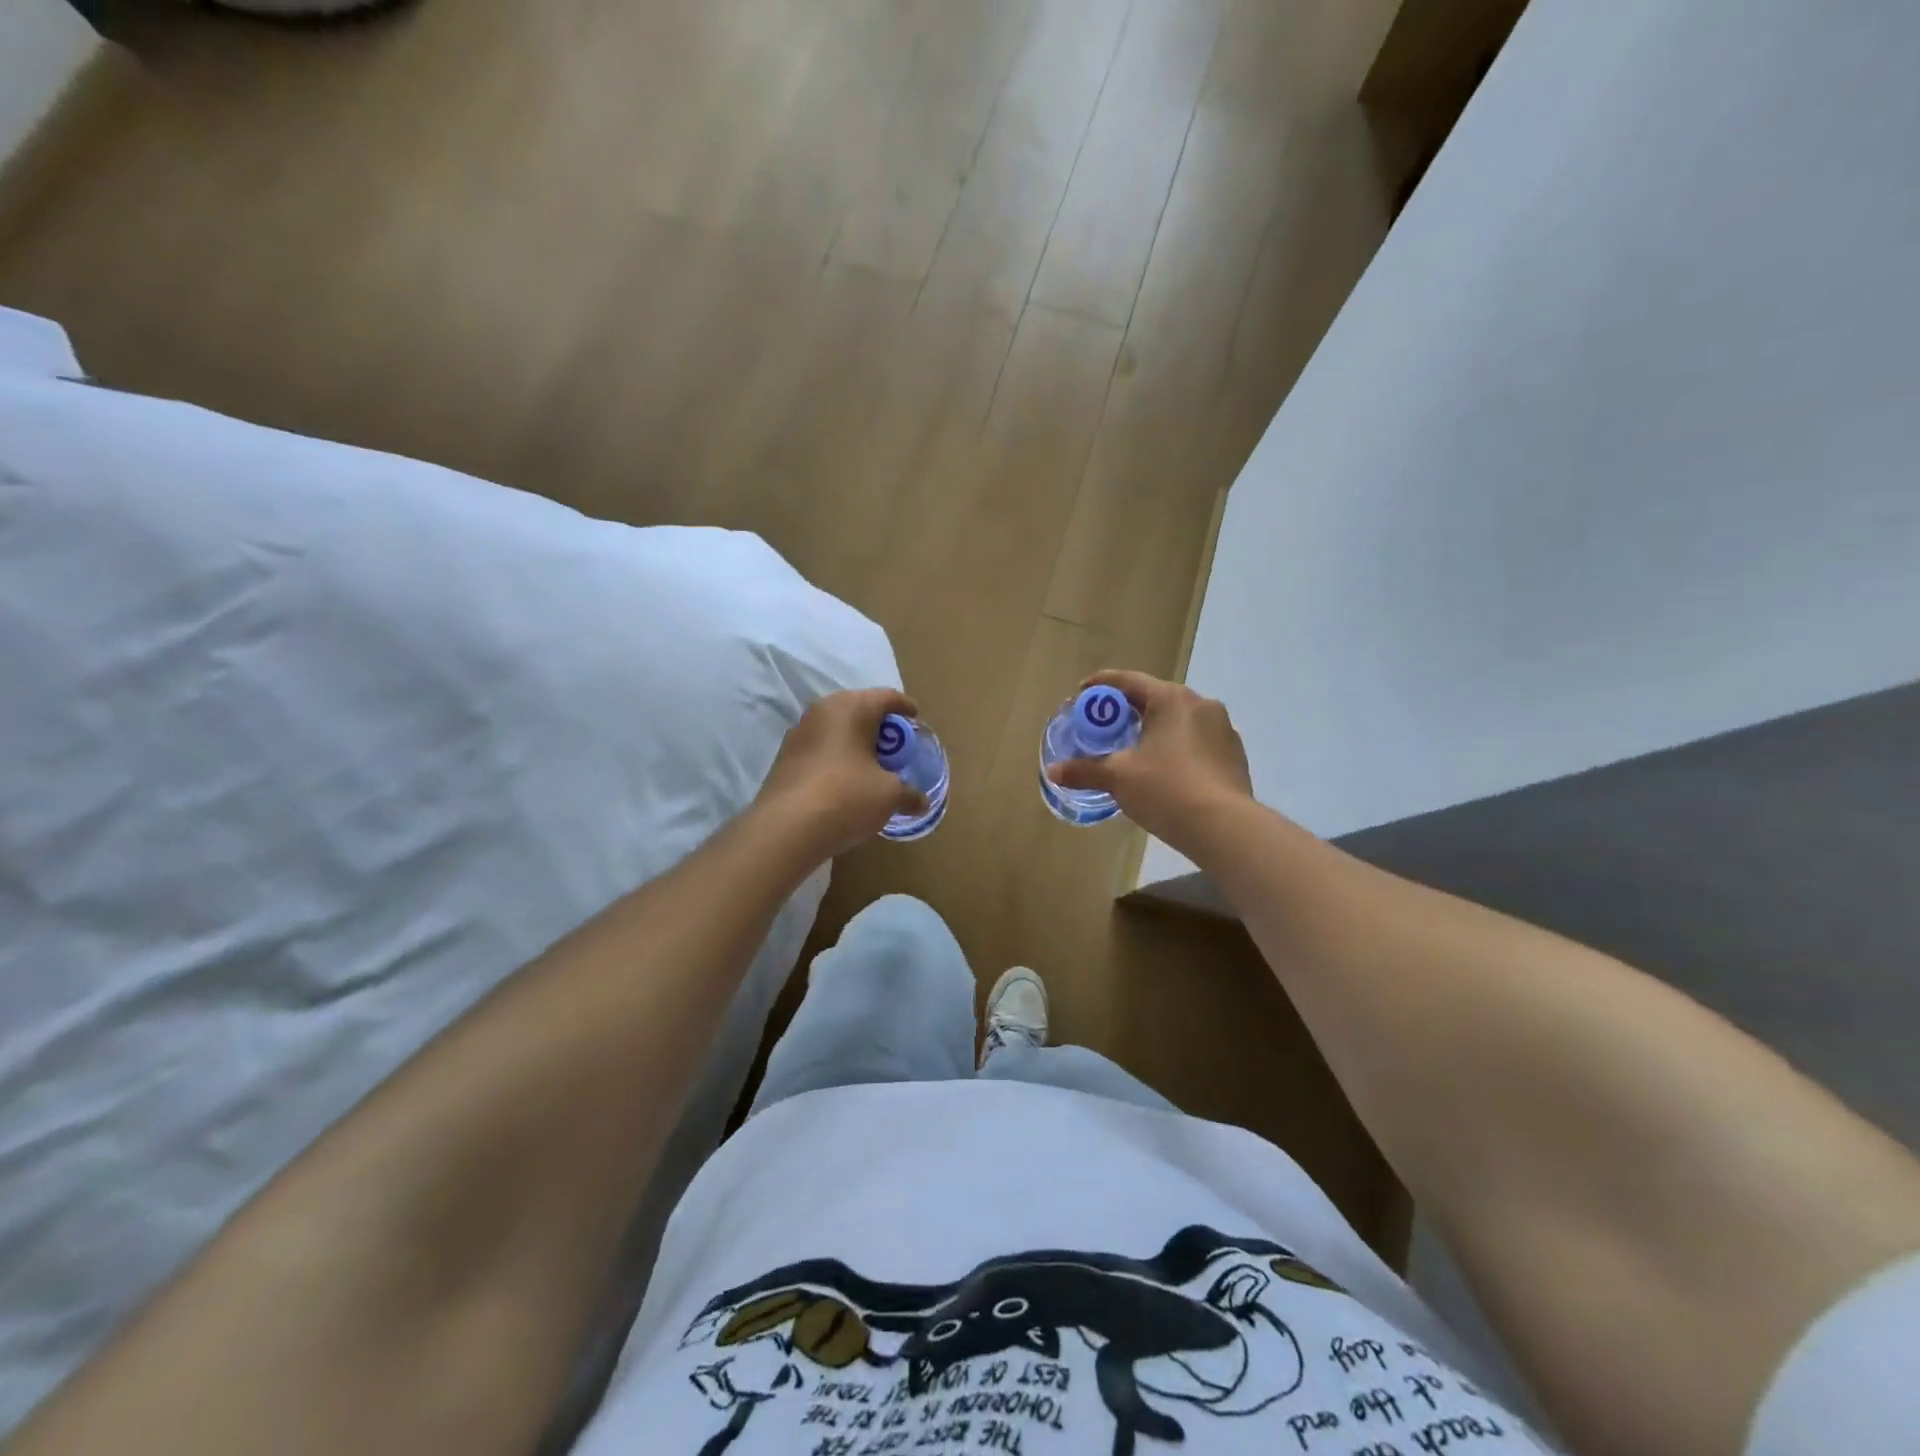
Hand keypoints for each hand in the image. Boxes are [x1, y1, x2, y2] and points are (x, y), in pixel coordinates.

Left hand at [755, 688, 928, 859]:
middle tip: (896, 744)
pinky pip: (820, 748)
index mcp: (852, 707)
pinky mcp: (784, 757)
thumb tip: (922, 802)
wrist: (786, 828)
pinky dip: (836, 757)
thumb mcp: (888, 795)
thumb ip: (908, 793)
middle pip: (859, 709)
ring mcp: (799, 732)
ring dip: (855, 742)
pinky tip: (845, 779)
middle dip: (879, 725)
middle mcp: (822, 711)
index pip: (887, 697)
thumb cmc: (847, 796)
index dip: (905, 706)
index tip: (916, 717)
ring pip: (836, 729)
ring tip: (871, 764)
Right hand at [1045, 670, 1251, 848]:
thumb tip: (1052, 772)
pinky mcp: (1233, 755)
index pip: (1129, 681)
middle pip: (1155, 698)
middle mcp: (1201, 704)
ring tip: (1133, 749)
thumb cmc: (1166, 789)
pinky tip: (1164, 770)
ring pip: (1178, 720)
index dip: (1101, 686)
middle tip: (1104, 725)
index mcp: (1171, 699)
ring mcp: (1222, 729)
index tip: (1081, 694)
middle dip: (1127, 710)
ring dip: (1154, 728)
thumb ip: (1084, 770)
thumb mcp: (1118, 778)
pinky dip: (1176, 747)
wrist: (1224, 827)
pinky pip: (1196, 741)